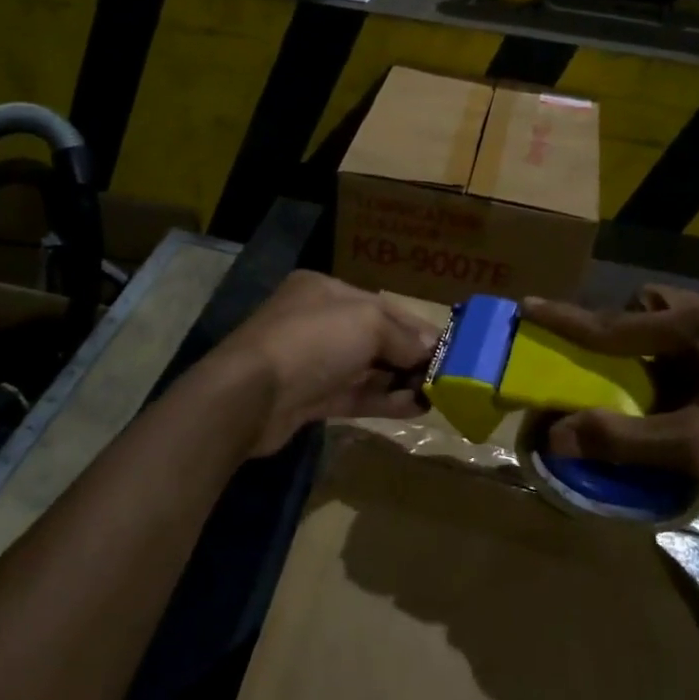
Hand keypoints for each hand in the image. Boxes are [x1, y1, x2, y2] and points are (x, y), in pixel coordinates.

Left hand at [207, 272, 440, 456]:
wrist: (250, 395)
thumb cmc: (313, 341)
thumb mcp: (368, 323)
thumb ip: (402, 336)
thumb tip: (430, 350)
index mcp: (326, 291)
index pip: (382, 305)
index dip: (417, 326)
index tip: (448, 346)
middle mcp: (318, 321)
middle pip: (375, 337)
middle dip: (410, 355)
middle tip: (446, 375)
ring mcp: (312, 362)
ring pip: (365, 369)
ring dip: (400, 381)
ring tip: (436, 396)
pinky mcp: (309, 398)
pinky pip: (355, 395)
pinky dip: (384, 400)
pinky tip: (415, 408)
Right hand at [520, 286, 698, 511]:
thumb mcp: (697, 448)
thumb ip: (623, 439)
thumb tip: (556, 436)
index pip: (616, 323)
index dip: (567, 320)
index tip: (528, 306)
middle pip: (652, 306)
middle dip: (623, 329)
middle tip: (615, 369)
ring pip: (680, 321)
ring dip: (655, 347)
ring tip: (656, 391)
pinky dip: (683, 359)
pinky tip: (698, 399)